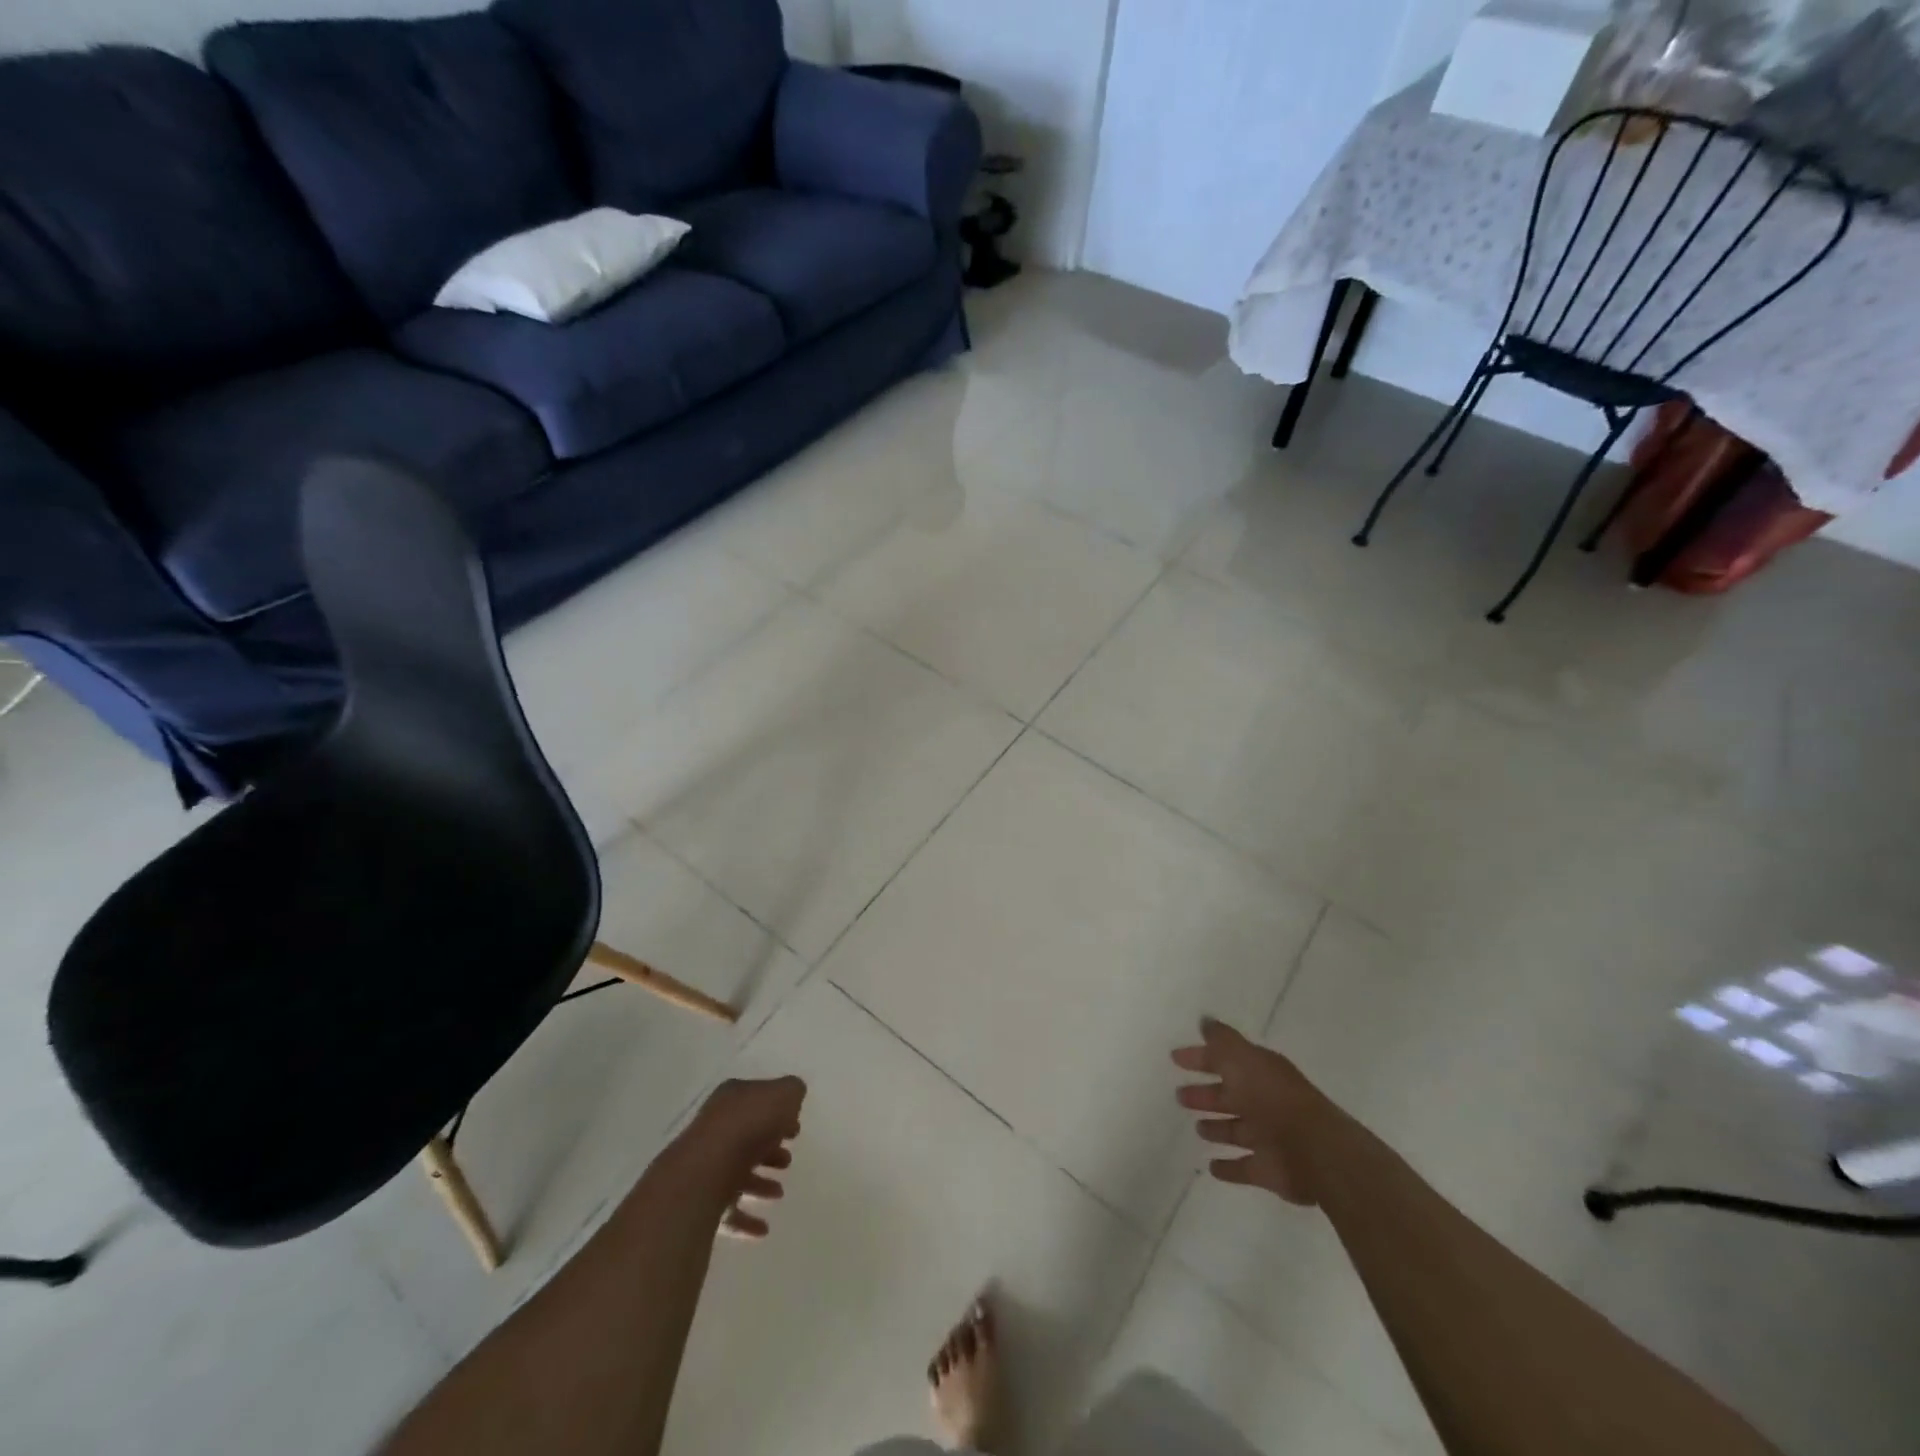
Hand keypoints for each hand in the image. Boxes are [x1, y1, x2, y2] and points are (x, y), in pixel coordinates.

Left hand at [680, 1076, 805, 1240]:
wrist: (705, 1171)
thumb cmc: (749, 1125)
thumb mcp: (783, 1095)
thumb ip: (791, 1092)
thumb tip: (792, 1096)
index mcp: (732, 1098)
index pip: (756, 1101)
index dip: (777, 1113)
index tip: (795, 1129)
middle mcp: (716, 1128)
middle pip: (746, 1137)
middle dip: (769, 1149)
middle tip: (788, 1161)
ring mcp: (706, 1164)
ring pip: (736, 1172)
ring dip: (759, 1183)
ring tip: (779, 1193)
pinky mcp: (700, 1199)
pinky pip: (727, 1210)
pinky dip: (745, 1219)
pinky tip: (763, 1229)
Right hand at [1172, 1017, 1333, 1205]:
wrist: (1314, 1151)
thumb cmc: (1272, 1098)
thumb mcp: (1242, 1059)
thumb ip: (1222, 1041)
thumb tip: (1205, 1021)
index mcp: (1259, 1072)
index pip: (1225, 1060)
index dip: (1201, 1058)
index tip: (1175, 1058)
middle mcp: (1264, 1102)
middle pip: (1229, 1096)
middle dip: (1205, 1095)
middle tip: (1180, 1095)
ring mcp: (1267, 1138)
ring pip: (1236, 1130)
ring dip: (1217, 1128)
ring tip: (1197, 1128)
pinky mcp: (1268, 1170)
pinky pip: (1243, 1167)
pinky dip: (1229, 1167)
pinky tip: (1212, 1166)